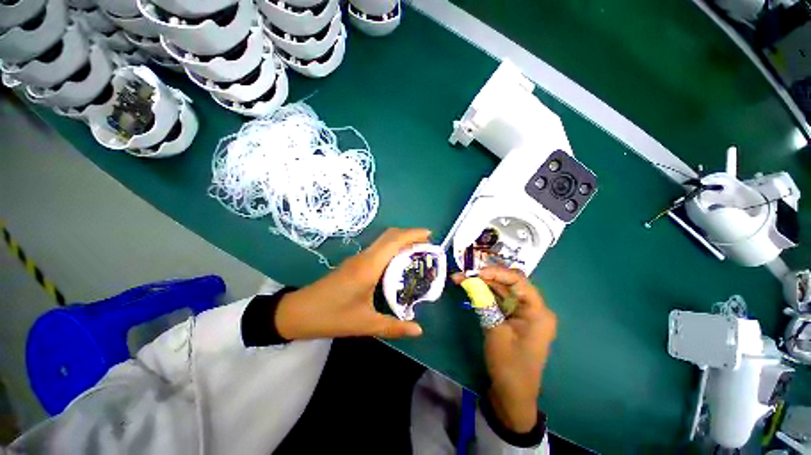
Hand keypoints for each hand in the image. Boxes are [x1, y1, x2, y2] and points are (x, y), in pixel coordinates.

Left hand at [275, 228, 429, 340]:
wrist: (298, 312)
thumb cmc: (332, 316)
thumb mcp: (365, 324)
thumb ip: (393, 327)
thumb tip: (419, 331)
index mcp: (369, 266)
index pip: (394, 241)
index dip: (413, 234)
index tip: (430, 234)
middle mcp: (365, 257)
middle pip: (390, 235)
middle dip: (410, 235)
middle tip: (427, 244)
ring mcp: (358, 258)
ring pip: (383, 240)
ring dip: (401, 240)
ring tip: (417, 252)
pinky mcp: (354, 263)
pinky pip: (378, 249)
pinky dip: (392, 248)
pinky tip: (398, 262)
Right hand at [452, 267, 556, 432]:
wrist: (513, 394)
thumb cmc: (509, 365)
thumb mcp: (494, 330)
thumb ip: (483, 301)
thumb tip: (469, 280)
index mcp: (537, 311)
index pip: (518, 281)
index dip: (496, 272)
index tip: (475, 272)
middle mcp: (533, 308)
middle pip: (509, 283)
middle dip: (486, 276)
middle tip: (465, 273)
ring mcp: (524, 313)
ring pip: (502, 290)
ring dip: (483, 284)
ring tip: (462, 278)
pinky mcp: (514, 318)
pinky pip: (500, 300)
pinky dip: (485, 294)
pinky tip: (471, 288)